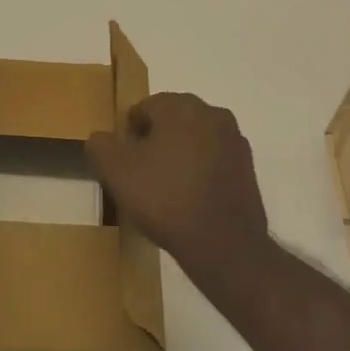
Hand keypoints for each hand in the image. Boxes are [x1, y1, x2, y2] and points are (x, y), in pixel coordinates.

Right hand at [85, 92, 271, 274]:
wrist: (224, 244)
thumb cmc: (165, 199)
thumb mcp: (116, 172)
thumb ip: (101, 146)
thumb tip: (100, 138)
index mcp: (181, 107)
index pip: (146, 107)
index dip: (130, 132)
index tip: (124, 159)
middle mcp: (212, 113)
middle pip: (174, 119)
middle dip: (156, 138)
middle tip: (141, 171)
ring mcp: (234, 140)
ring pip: (196, 137)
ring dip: (180, 152)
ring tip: (166, 186)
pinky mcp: (248, 167)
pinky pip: (215, 158)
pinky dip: (200, 169)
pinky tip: (190, 196)